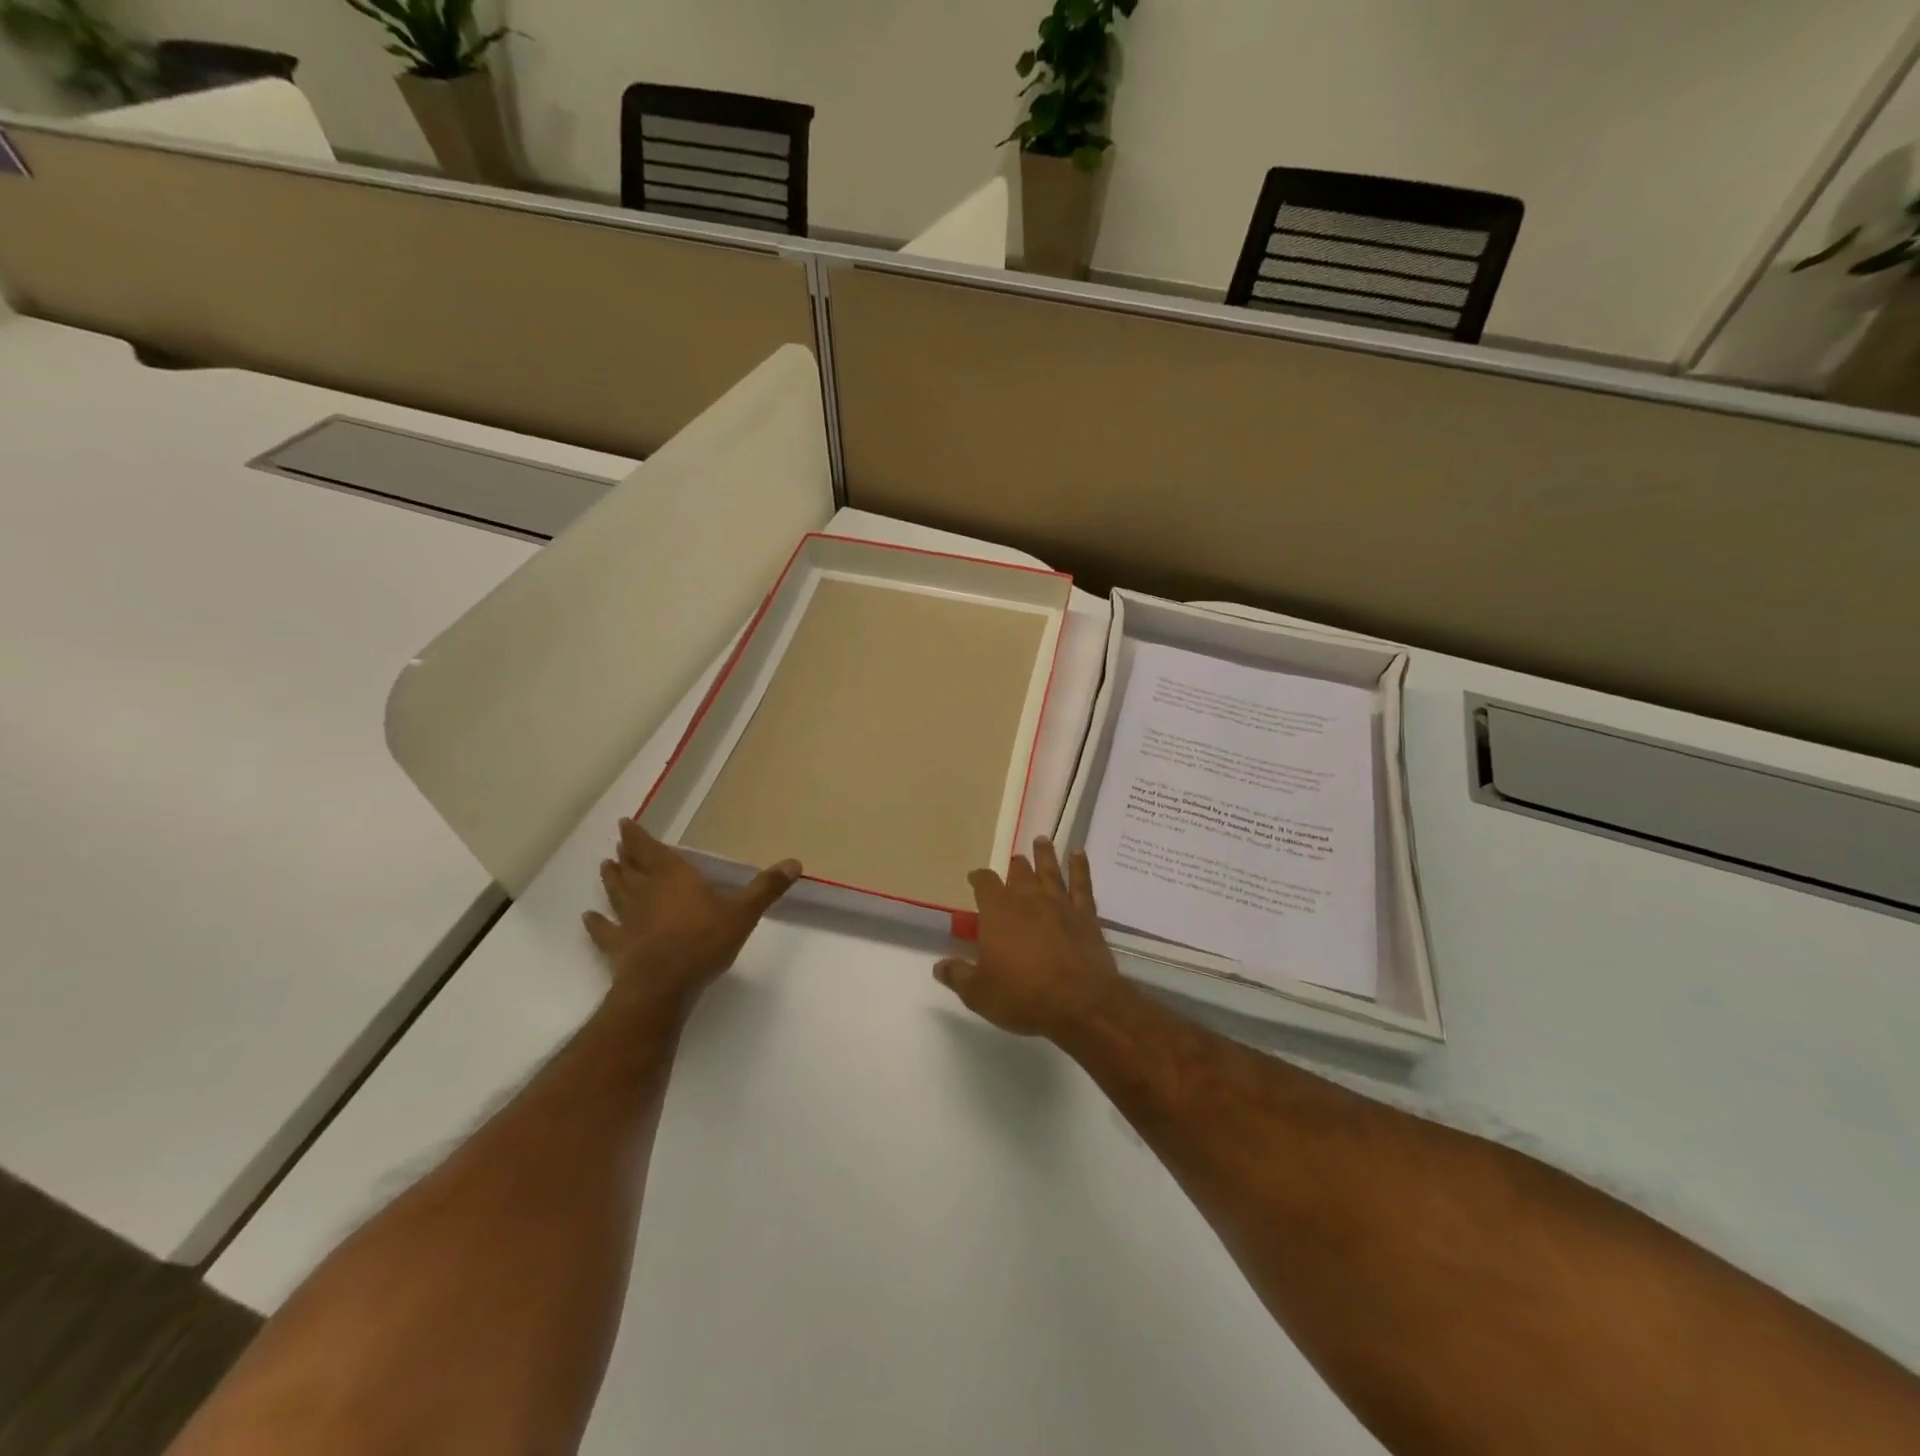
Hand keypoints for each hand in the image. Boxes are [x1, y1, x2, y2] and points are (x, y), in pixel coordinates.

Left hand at [584, 818, 800, 1014]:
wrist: (663, 985)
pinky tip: (588, 918)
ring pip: (617, 893)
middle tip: (618, 846)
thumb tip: (794, 862)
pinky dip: (596, 924)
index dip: (638, 836)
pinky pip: (604, 931)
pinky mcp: (619, 946)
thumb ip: (766, 888)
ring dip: (611, 880)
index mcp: (674, 877)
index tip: (625, 824)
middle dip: (626, 856)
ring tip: (604, 867)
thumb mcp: (743, 912)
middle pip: (632, 869)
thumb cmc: (704, 940)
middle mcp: (647, 892)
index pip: (651, 850)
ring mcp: (629, 920)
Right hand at [934, 838, 1125, 1037]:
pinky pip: (1082, 884)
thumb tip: (939, 966)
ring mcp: (1060, 905)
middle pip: (1019, 873)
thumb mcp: (980, 993)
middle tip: (1014, 860)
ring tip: (1041, 840)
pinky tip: (1079, 853)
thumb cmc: (1023, 996)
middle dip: (1014, 866)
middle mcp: (1028, 900)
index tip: (975, 877)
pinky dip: (1080, 866)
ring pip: (1049, 871)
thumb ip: (958, 976)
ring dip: (1044, 855)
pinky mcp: (1086, 915)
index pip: (985, 884)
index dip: (979, 878)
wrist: (1080, 1002)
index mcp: (998, 913)